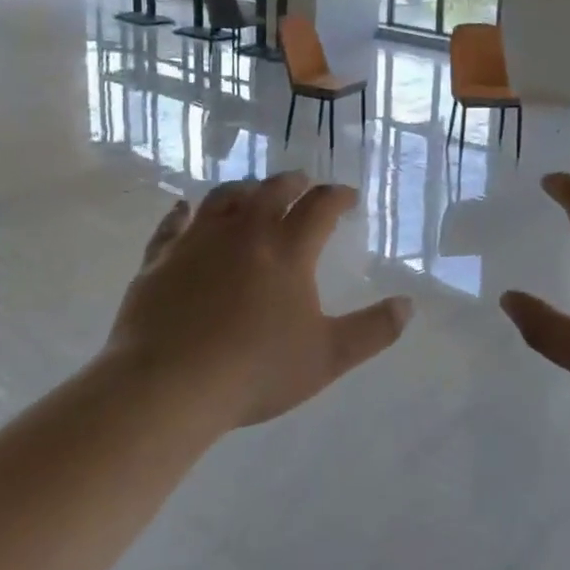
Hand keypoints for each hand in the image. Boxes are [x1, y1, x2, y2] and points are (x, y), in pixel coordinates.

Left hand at [108, 173, 411, 427]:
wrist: (167, 387)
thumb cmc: (255, 371)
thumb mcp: (327, 357)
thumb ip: (373, 331)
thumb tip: (409, 306)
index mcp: (288, 250)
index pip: (320, 206)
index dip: (338, 195)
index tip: (348, 196)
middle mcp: (244, 232)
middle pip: (272, 190)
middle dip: (293, 182)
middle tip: (303, 182)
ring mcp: (198, 241)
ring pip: (224, 198)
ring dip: (244, 190)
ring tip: (252, 192)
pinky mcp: (160, 259)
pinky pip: (172, 225)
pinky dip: (181, 213)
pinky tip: (183, 209)